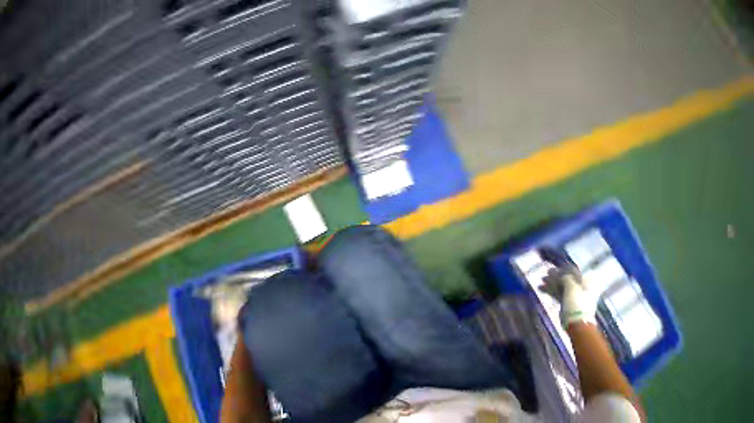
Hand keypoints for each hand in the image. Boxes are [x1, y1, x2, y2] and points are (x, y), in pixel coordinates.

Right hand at [540, 248, 601, 329]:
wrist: (576, 322)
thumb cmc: (577, 303)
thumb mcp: (572, 287)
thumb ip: (566, 277)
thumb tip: (560, 272)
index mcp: (587, 285)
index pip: (578, 273)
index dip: (567, 268)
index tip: (557, 265)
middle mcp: (582, 289)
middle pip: (568, 279)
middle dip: (556, 275)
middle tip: (547, 272)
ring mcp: (574, 296)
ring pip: (561, 286)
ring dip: (551, 282)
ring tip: (541, 279)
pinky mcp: (567, 302)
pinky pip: (557, 293)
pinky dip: (549, 290)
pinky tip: (540, 288)